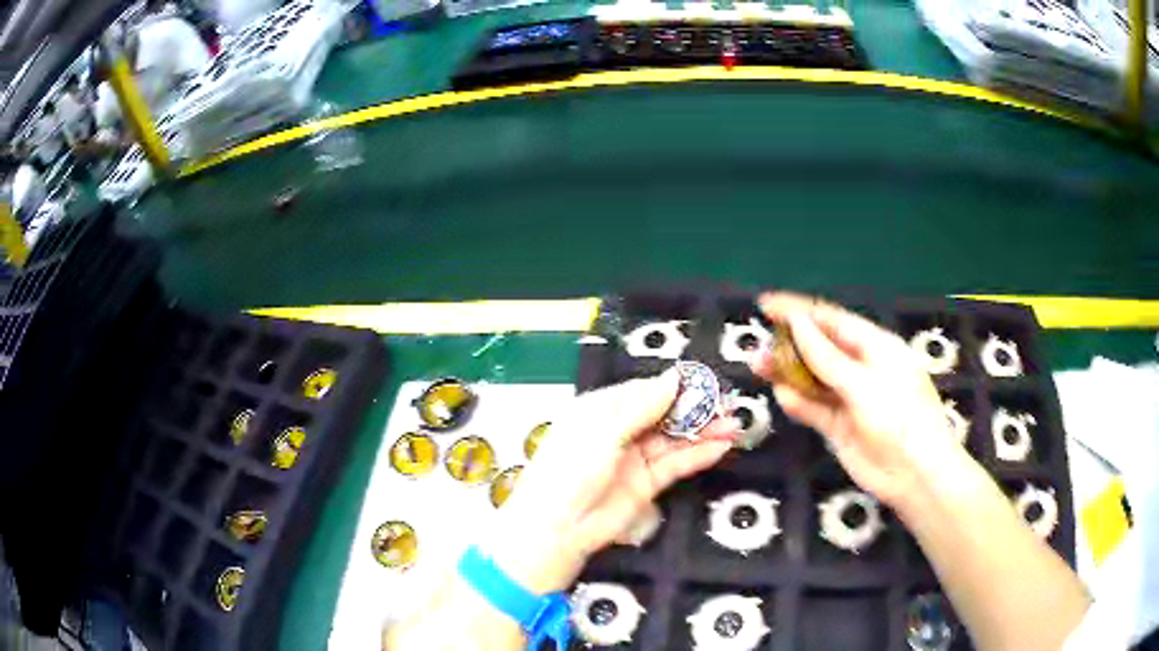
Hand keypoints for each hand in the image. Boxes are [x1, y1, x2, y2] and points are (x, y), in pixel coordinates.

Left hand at [484, 371, 739, 592]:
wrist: (559, 528)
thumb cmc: (572, 469)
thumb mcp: (604, 431)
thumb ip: (643, 406)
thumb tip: (674, 378)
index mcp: (600, 410)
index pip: (643, 391)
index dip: (673, 387)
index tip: (704, 382)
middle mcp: (619, 431)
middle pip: (663, 415)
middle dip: (694, 409)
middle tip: (727, 404)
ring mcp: (634, 459)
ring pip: (674, 440)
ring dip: (703, 432)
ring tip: (734, 424)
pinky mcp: (647, 484)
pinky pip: (676, 465)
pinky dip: (698, 455)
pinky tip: (721, 446)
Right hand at [750, 292, 969, 509]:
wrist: (914, 475)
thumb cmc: (899, 418)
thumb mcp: (864, 383)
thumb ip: (827, 357)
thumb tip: (797, 322)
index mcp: (875, 346)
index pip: (832, 320)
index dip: (799, 310)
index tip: (766, 304)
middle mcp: (861, 368)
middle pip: (819, 348)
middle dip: (789, 343)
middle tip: (758, 346)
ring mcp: (849, 398)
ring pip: (813, 379)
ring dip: (788, 372)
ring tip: (759, 367)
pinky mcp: (840, 426)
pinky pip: (814, 408)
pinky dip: (798, 402)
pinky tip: (782, 397)